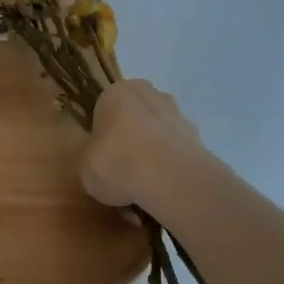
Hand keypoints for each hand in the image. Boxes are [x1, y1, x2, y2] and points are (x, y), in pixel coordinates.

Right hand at [80, 79, 205, 210]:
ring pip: (156, 136)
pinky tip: (162, 191)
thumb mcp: (84, 166)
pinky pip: (175, 152)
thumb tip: (98, 160)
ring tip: (142, 189)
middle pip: (133, 119)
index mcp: (117, 92)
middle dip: (128, 142)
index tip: (100, 158)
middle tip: (120, 172)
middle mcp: (150, 93)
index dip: (100, 136)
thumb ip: (89, 157)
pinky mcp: (198, 137)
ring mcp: (177, 114)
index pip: (103, 109)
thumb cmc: (118, 163)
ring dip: (151, 156)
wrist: (172, 179)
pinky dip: (169, 168)